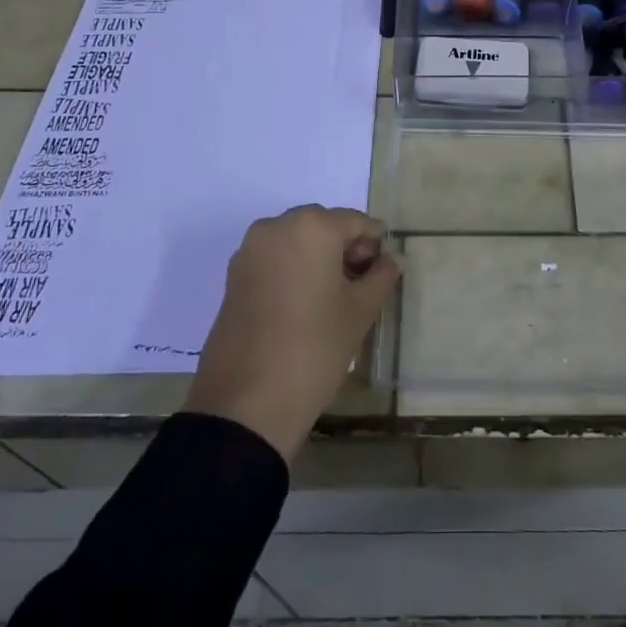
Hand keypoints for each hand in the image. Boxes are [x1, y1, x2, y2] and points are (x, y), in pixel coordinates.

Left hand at [183, 205, 401, 461]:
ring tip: (332, 299)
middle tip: (360, 286)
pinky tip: (304, 306)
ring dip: (318, 259)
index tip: (383, 274)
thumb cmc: (314, 347)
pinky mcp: (233, 278)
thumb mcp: (360, 312)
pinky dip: (293, 271)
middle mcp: (276, 227)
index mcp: (312, 227)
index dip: (375, 245)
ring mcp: (249, 251)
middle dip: (345, 248)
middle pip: (323, 226)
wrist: (246, 404)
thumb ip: (381, 277)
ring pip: (296, 242)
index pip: (356, 222)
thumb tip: (392, 259)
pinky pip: (273, 260)